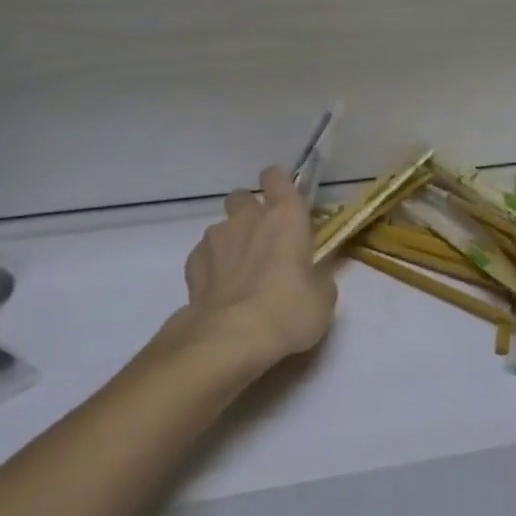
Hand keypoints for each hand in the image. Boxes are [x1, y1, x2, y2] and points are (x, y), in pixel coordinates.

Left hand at [178, 166, 335, 375]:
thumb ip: (319, 278)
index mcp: (285, 216)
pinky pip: (203, 255)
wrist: (231, 339)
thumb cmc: (288, 312)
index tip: (284, 203)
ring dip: (230, 243)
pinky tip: (219, 293)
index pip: (276, 177)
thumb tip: (314, 276)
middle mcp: (248, 218)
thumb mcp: (322, 300)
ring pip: (221, 228)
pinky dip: (211, 268)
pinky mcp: (192, 263)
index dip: (279, 185)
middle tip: (262, 243)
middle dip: (249, 213)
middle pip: (242, 197)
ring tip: (239, 276)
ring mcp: (216, 238)